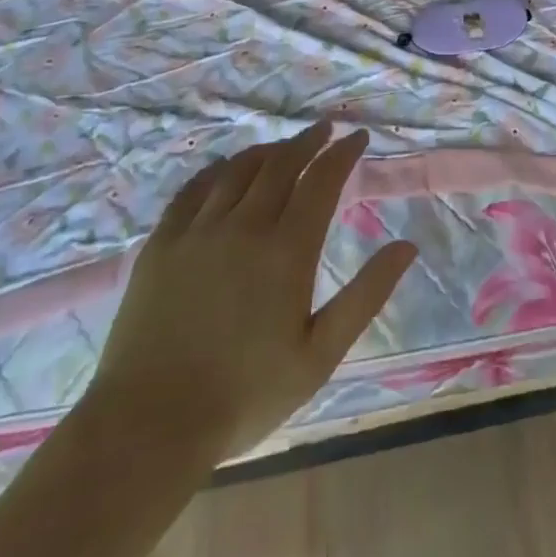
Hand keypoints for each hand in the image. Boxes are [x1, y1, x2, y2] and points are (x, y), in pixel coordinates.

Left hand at [85, 122, 416, 460]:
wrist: (148, 426)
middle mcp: (244, 226)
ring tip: (284, 147)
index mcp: (286, 250)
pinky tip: (226, 169)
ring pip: (238, 169)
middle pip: (281, 164)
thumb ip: (366, 295)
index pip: (322, 180)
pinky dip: (218, 169)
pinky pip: (193, 188)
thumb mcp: (320, 355)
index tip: (358, 137)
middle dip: (309, 141)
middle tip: (325, 130)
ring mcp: (198, 231)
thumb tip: (407, 247)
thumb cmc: (245, 395)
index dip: (343, 153)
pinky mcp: (161, 244)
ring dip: (268, 150)